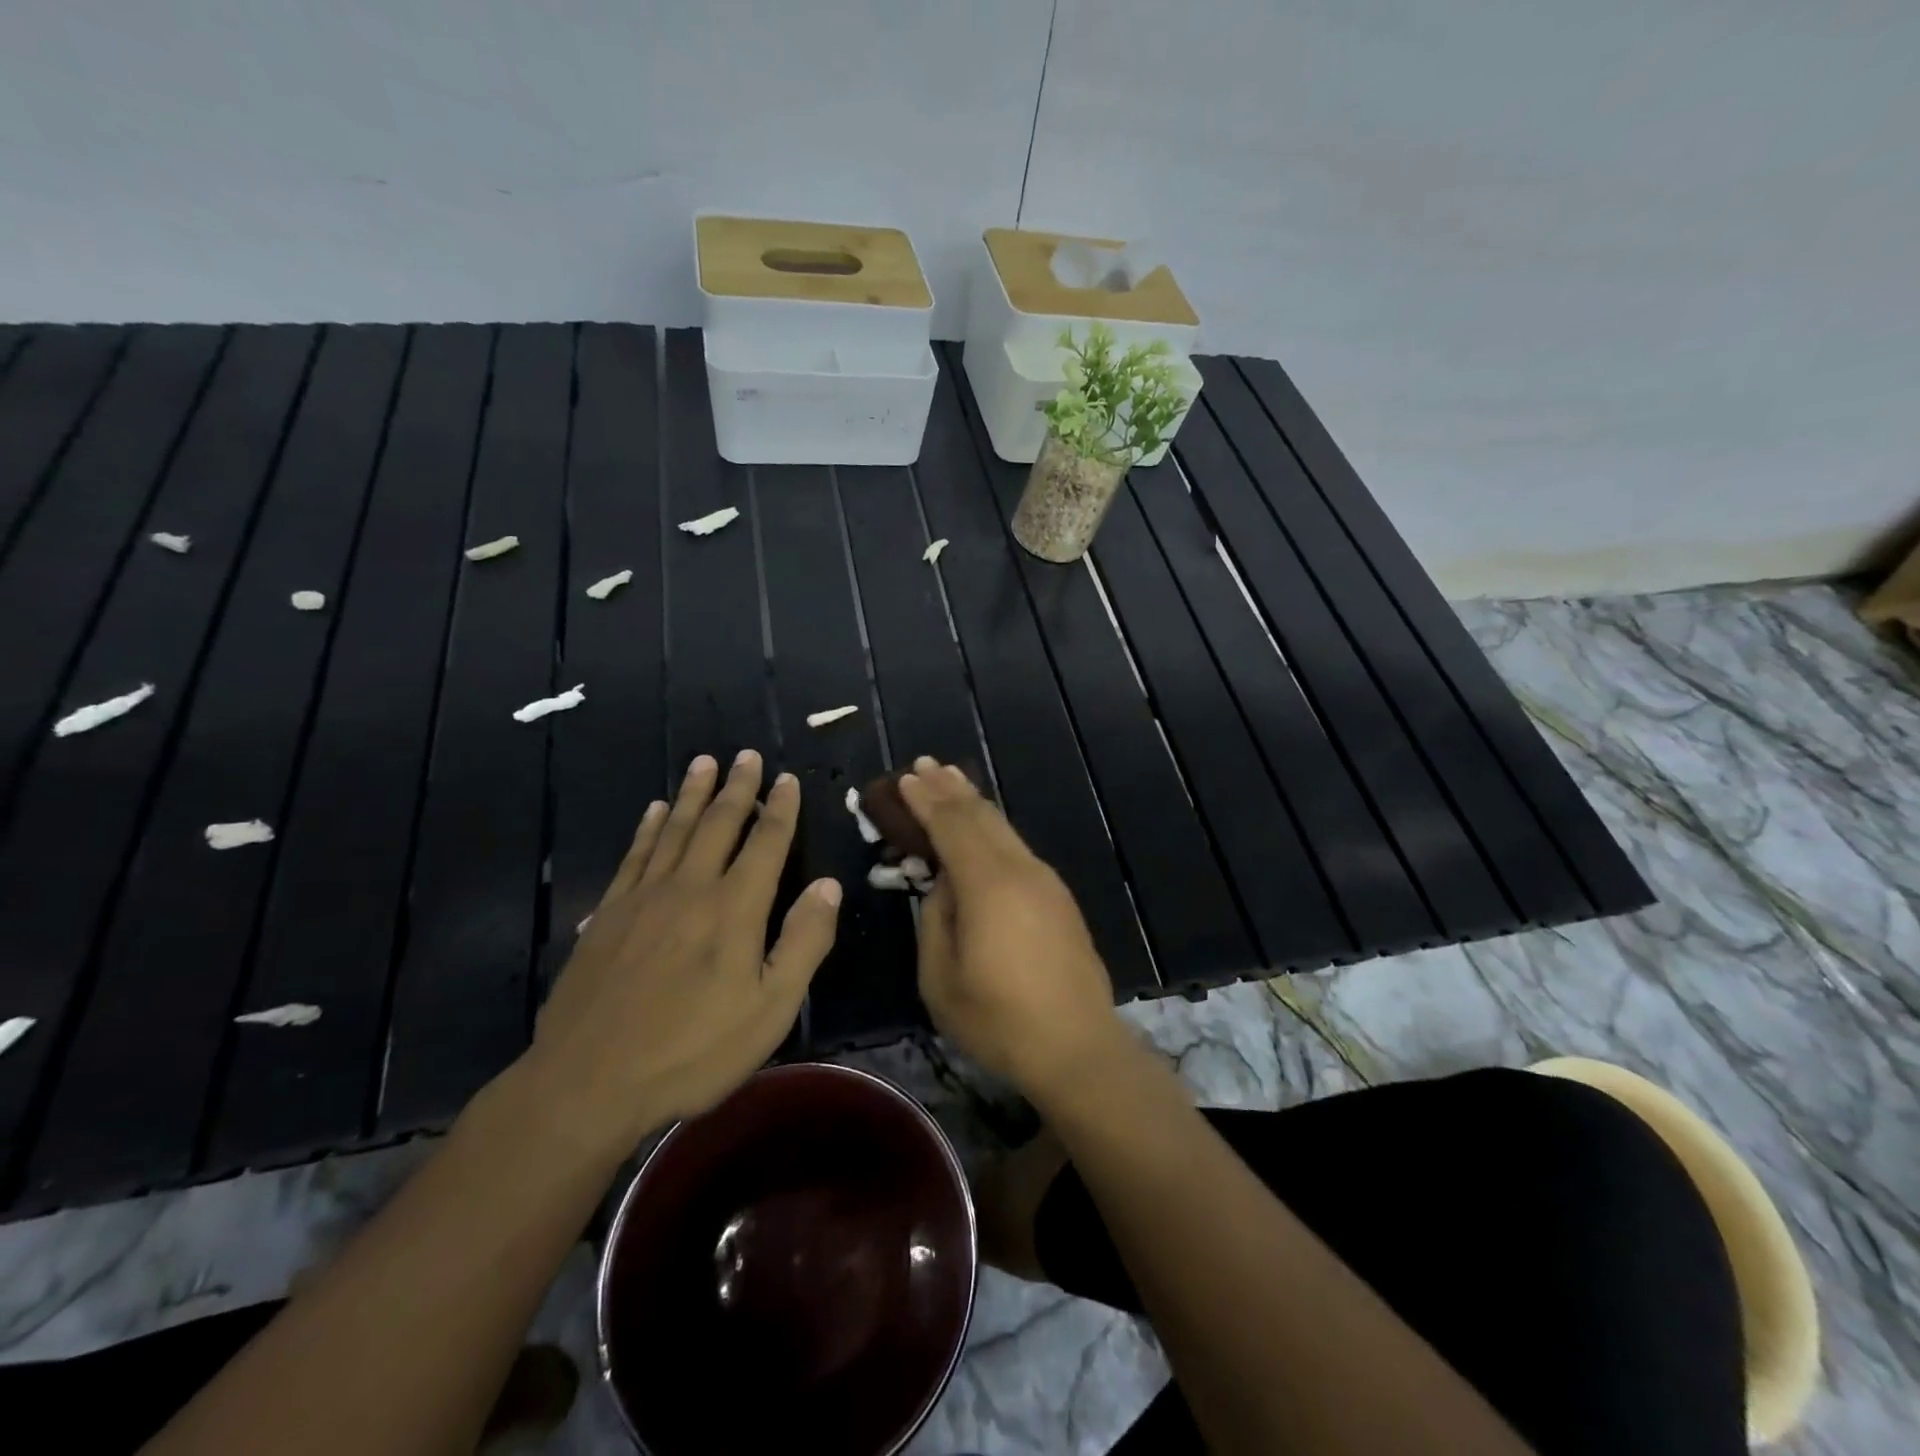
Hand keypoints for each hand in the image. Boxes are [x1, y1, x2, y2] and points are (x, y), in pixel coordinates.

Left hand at [516, 750, 840, 1155]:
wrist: (589, 1081)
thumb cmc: (693, 1050)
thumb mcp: (771, 1009)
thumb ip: (804, 941)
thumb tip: (828, 885)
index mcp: (735, 908)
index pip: (766, 843)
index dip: (780, 809)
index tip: (787, 779)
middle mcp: (690, 888)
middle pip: (719, 824)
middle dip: (738, 788)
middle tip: (746, 755)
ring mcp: (643, 898)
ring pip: (675, 830)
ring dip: (694, 794)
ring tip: (704, 762)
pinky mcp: (607, 914)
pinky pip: (634, 855)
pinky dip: (649, 828)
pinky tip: (655, 811)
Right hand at [900, 757, 1123, 1096]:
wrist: (1078, 1046)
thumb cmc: (999, 1019)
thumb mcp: (941, 977)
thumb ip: (935, 918)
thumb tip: (943, 884)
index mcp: (988, 885)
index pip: (951, 826)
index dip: (925, 800)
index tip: (904, 778)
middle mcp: (1020, 870)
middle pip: (981, 816)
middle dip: (950, 788)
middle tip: (924, 765)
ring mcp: (1045, 881)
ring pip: (1003, 828)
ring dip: (974, 802)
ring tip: (951, 780)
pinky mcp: (1058, 897)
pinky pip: (1016, 847)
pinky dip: (992, 827)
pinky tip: (983, 828)